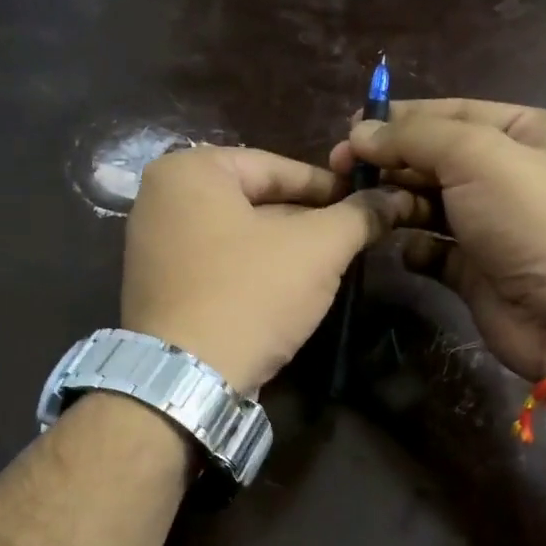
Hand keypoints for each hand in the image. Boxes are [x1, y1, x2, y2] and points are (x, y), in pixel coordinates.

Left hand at [123, 146, 421, 391]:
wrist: (187, 378)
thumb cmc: (250, 295)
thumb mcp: (317, 249)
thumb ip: (358, 216)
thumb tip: (395, 198)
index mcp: (189, 170)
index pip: (277, 167)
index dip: (330, 187)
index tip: (366, 204)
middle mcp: (159, 198)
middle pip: (254, 201)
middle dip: (306, 222)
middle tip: (350, 240)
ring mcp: (150, 246)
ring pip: (237, 236)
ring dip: (282, 250)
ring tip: (325, 268)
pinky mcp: (155, 288)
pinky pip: (216, 266)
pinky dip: (250, 272)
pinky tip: (283, 293)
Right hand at [331, 99, 545, 380]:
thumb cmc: (533, 221)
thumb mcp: (478, 157)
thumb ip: (417, 137)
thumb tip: (360, 132)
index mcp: (532, 132)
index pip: (455, 113)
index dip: (402, 119)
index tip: (351, 129)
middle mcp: (515, 174)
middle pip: (440, 158)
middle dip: (394, 162)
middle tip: (343, 170)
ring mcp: (496, 225)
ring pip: (434, 204)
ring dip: (400, 204)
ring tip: (368, 208)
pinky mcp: (479, 269)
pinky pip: (435, 250)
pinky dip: (416, 248)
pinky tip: (405, 250)